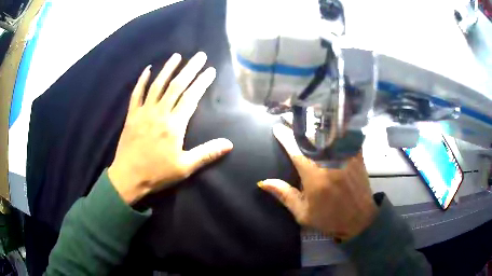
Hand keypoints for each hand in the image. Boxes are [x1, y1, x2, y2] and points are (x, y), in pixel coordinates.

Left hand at [108, 52, 232, 204]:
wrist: (128, 178)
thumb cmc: (157, 173)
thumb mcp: (185, 167)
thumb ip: (206, 153)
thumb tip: (229, 144)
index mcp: (174, 125)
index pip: (191, 97)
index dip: (202, 82)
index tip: (210, 70)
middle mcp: (160, 113)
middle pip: (176, 86)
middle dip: (190, 69)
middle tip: (199, 55)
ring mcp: (144, 112)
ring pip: (157, 85)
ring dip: (168, 69)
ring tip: (177, 56)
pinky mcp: (132, 115)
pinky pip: (136, 94)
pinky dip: (142, 81)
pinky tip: (147, 70)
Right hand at [258, 124, 376, 240]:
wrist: (359, 219)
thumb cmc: (330, 218)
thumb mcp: (303, 213)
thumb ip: (284, 195)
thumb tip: (263, 182)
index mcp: (314, 175)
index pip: (296, 149)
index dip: (285, 136)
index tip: (277, 127)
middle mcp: (330, 161)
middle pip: (312, 136)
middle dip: (298, 125)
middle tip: (287, 117)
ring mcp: (345, 156)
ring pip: (328, 132)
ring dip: (315, 123)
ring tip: (305, 116)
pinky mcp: (356, 155)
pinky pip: (346, 135)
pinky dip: (337, 127)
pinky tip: (330, 121)